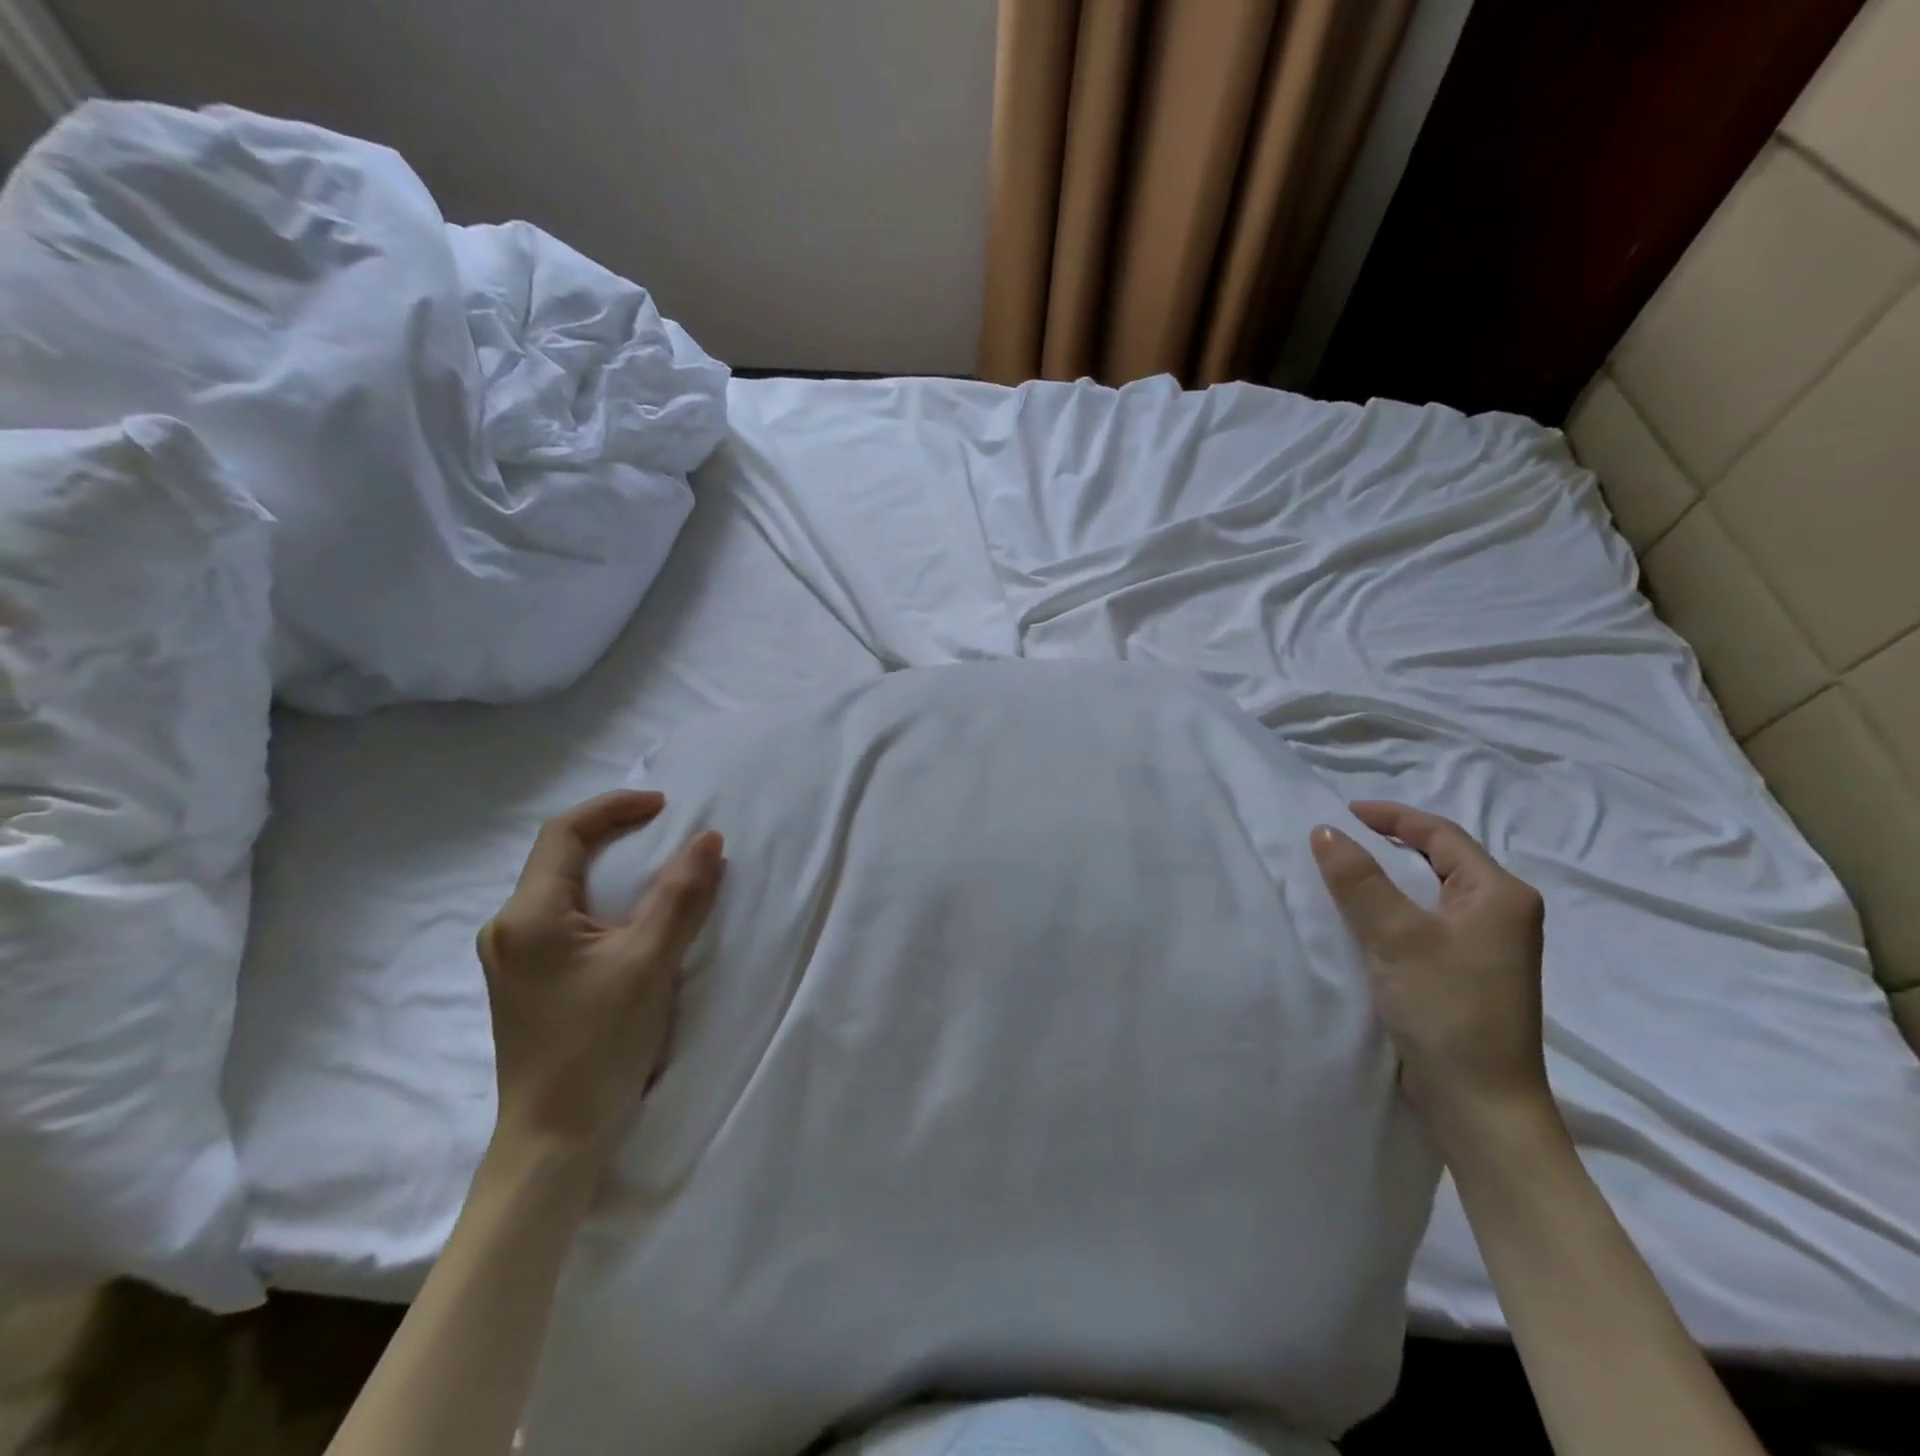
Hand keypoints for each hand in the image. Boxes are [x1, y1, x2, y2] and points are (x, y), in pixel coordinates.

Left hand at [477, 790, 724, 1160]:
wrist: (554, 1138)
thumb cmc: (599, 1045)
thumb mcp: (650, 962)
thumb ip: (680, 896)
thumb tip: (708, 839)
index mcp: (529, 915)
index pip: (566, 833)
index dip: (616, 808)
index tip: (666, 807)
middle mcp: (508, 928)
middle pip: (560, 857)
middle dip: (615, 833)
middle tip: (667, 832)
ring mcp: (512, 957)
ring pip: (562, 888)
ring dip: (610, 868)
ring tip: (658, 867)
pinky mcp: (526, 979)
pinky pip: (564, 917)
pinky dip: (602, 900)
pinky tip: (631, 916)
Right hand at [1310, 801, 1548, 1138]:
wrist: (1481, 1103)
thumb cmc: (1447, 1008)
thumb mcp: (1396, 935)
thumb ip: (1358, 879)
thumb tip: (1325, 830)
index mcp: (1499, 894)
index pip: (1441, 834)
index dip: (1392, 816)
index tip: (1343, 811)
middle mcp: (1501, 913)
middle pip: (1440, 859)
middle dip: (1390, 843)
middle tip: (1341, 837)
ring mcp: (1487, 946)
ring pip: (1430, 892)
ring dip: (1389, 877)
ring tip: (1344, 871)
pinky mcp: (1467, 973)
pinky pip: (1426, 921)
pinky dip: (1394, 908)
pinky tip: (1364, 918)